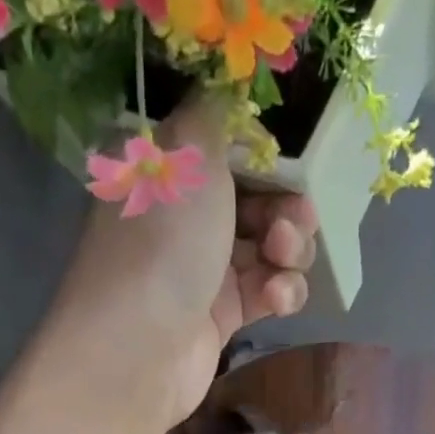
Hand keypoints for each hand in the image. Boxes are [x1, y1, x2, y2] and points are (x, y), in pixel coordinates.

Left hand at [51, 96, 317, 430]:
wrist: (141, 349)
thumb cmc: (163, 242)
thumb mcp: (188, 152)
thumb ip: (216, 113)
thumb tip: (229, 84)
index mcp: (166, 172)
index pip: (225, 149)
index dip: (264, 154)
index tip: (289, 160)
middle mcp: (183, 218)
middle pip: (255, 199)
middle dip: (286, 207)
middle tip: (293, 220)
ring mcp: (204, 270)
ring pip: (269, 248)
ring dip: (291, 251)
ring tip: (284, 260)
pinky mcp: (223, 316)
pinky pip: (267, 292)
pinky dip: (282, 292)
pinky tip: (279, 298)